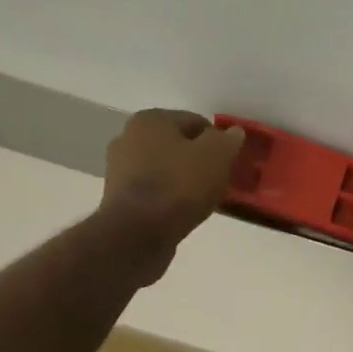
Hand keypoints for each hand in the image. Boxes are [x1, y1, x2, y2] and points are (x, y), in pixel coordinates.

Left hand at [100, 109, 245, 277]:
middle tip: (216, 184)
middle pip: (175, 146)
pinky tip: (179, 213)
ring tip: (199, 202)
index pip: (195, 122)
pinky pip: (152, 192)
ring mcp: (119, 169)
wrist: (140, 232)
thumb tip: (234, 132)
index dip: (217, 142)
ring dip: (180, 181)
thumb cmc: (180, 187)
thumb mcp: (215, 157)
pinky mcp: (118, 198)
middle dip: (196, 161)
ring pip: (162, 170)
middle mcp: (129, 136)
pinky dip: (167, 199)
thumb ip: (227, 141)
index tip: (228, 165)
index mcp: (152, 119)